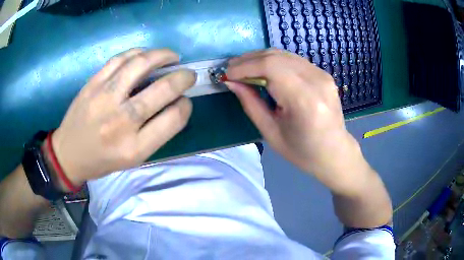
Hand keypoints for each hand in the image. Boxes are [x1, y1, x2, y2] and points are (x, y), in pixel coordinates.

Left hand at [50, 48, 195, 188]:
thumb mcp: (133, 158)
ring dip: (163, 56)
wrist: (69, 154)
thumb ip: (156, 133)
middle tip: (188, 74)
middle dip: (183, 77)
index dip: (186, 106)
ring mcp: (104, 98)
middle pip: (163, 89)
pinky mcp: (92, 84)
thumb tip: (176, 102)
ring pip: (141, 65)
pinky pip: (120, 59)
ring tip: (171, 57)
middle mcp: (121, 121)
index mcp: (135, 147)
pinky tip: (145, 55)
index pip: (174, 118)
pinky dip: (138, 52)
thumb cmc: (102, 160)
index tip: (185, 101)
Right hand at [226, 49, 371, 194]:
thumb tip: (231, 82)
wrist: (335, 153)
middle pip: (276, 56)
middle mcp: (316, 81)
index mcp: (305, 101)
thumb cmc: (303, 152)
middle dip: (249, 59)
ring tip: (243, 68)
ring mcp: (322, 75)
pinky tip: (264, 70)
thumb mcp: (271, 133)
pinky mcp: (323, 74)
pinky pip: (293, 60)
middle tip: (231, 69)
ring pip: (284, 54)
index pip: (270, 67)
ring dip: (260, 58)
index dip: (244, 66)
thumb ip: (250, 103)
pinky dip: (274, 61)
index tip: (227, 74)